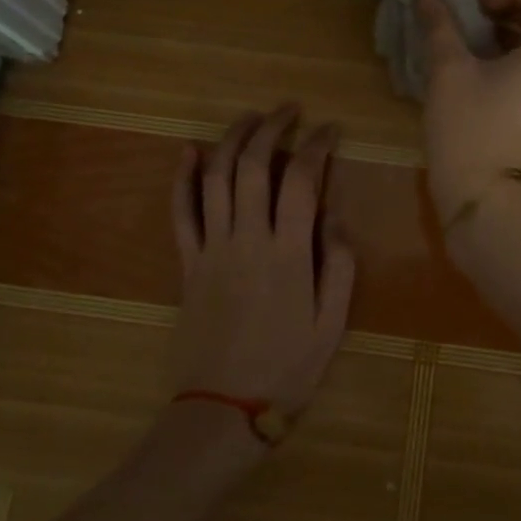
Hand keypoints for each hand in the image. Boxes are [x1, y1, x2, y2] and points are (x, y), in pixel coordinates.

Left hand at [167, 105, 355, 428]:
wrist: (222, 410)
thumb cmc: (286, 369)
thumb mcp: (331, 324)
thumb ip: (340, 267)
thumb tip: (335, 218)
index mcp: (289, 253)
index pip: (302, 179)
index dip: (317, 146)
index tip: (330, 129)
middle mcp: (248, 239)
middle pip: (253, 165)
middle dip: (272, 128)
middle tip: (289, 110)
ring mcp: (212, 248)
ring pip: (216, 178)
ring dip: (232, 139)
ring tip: (250, 117)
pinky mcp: (188, 263)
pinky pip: (181, 213)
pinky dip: (182, 178)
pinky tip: (188, 151)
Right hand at [417, 0, 520, 214]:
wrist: (479, 195)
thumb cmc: (466, 125)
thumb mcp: (449, 69)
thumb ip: (441, 25)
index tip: (479, 4)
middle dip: (509, 11)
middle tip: (471, 18)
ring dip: (509, 36)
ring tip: (471, 44)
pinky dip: (514, 62)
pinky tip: (480, 74)